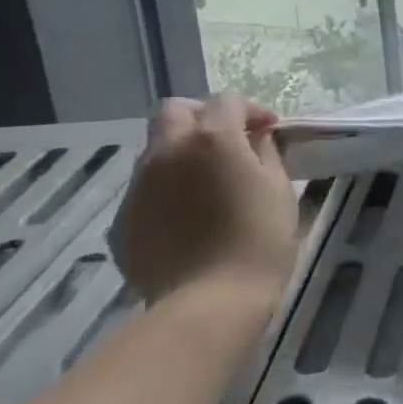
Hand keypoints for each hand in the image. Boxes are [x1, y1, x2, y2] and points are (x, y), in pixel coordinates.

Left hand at [110, 93, 299, 307]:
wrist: (210, 303)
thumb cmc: (260, 241)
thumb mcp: (279, 189)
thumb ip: (266, 153)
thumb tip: (256, 138)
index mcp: (212, 139)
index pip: (227, 101)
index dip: (251, 110)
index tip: (269, 131)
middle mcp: (168, 151)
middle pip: (175, 111)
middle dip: (203, 117)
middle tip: (228, 141)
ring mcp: (139, 185)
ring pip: (156, 149)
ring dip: (182, 152)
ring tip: (207, 183)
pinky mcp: (123, 219)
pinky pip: (146, 189)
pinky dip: (167, 189)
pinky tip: (188, 217)